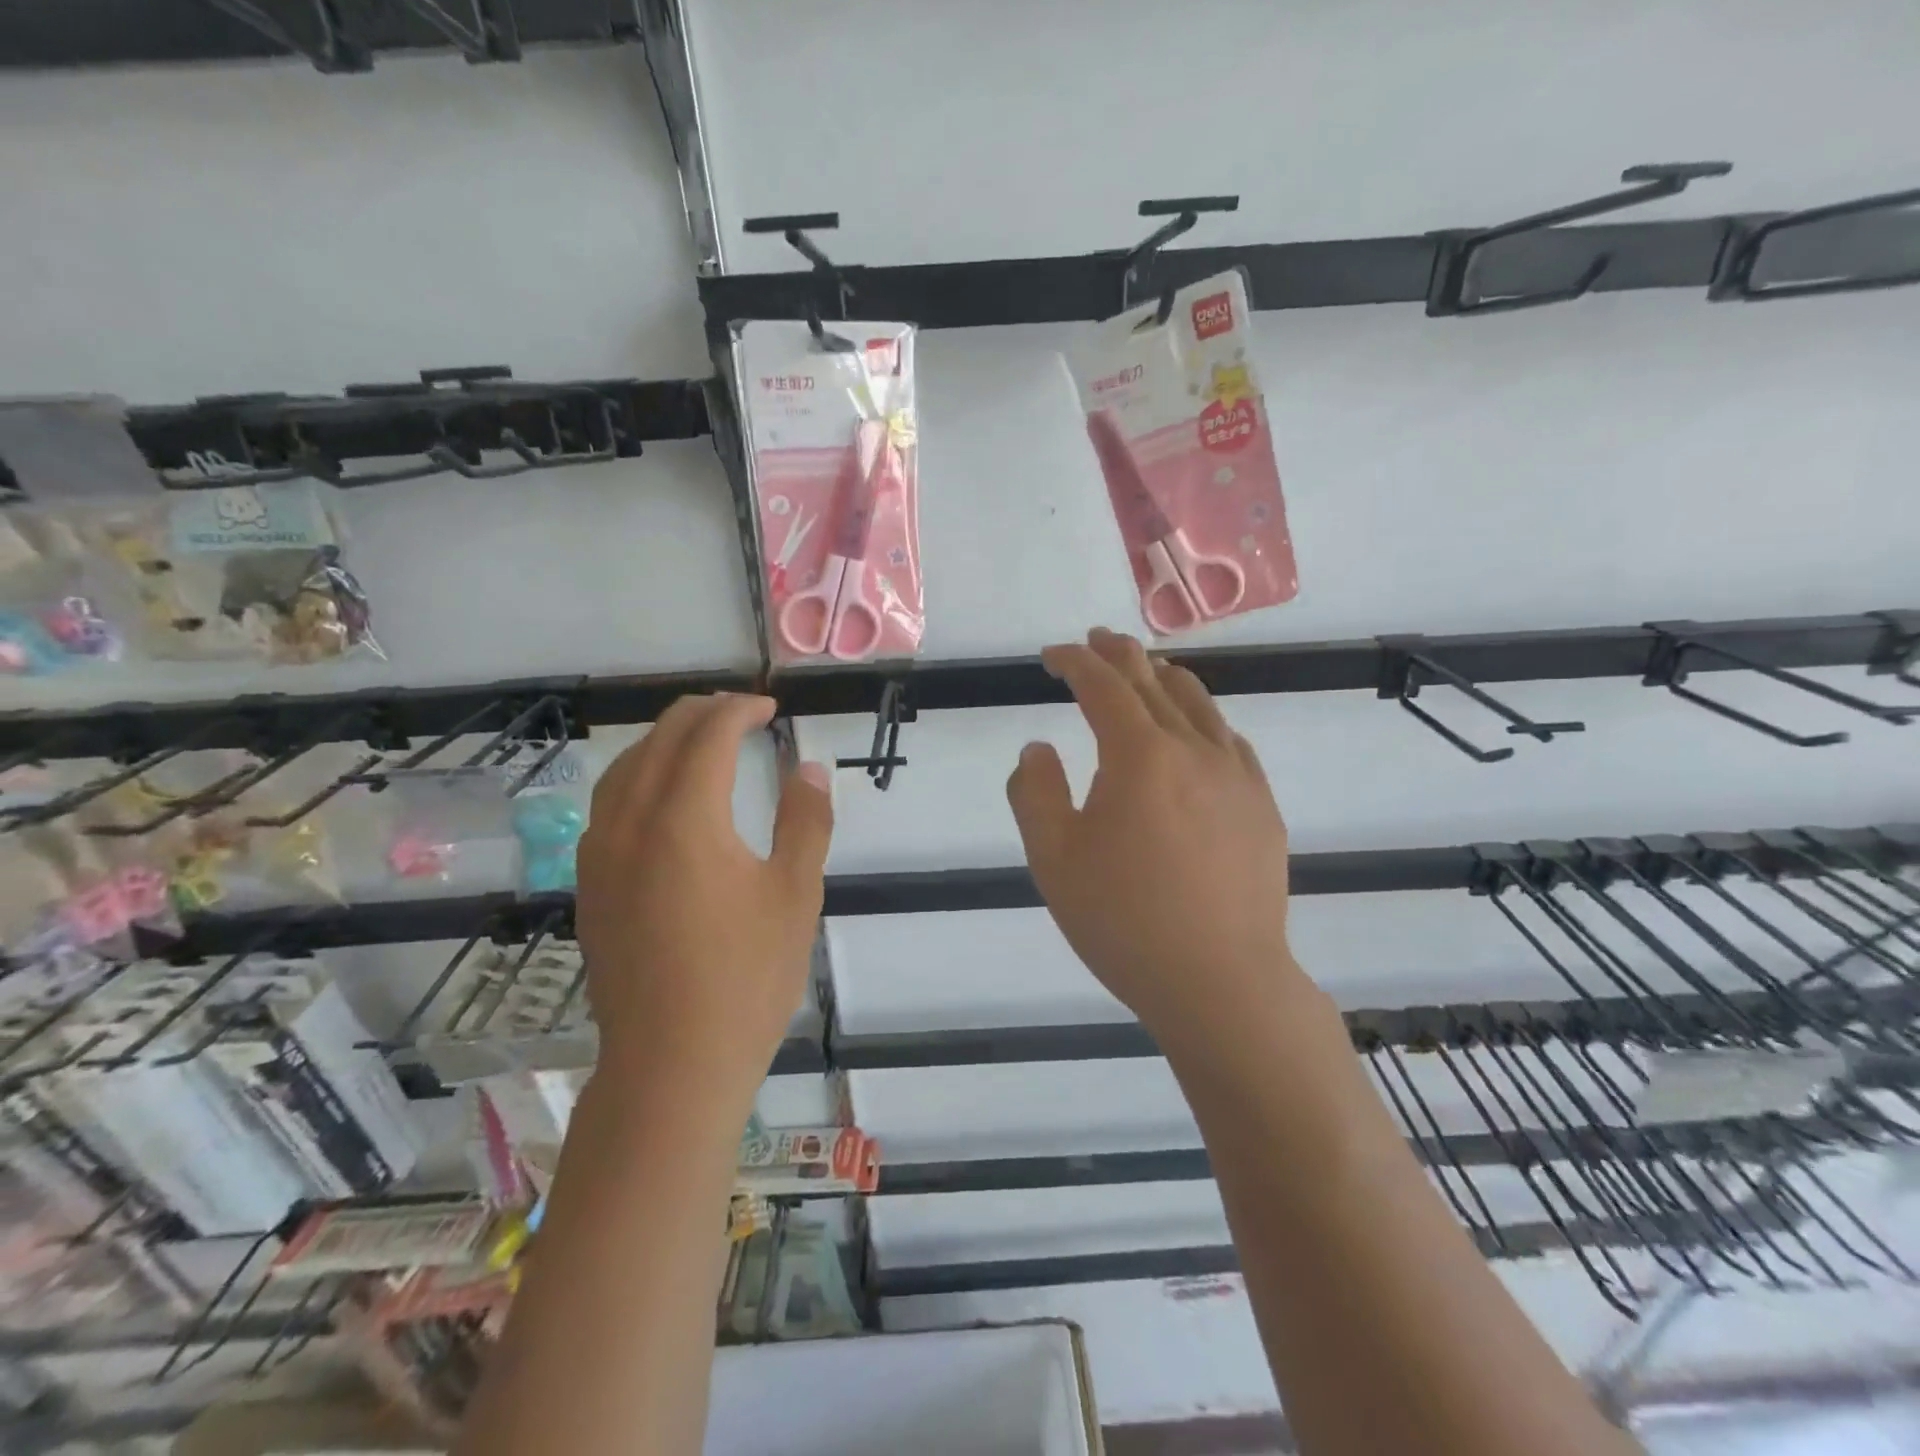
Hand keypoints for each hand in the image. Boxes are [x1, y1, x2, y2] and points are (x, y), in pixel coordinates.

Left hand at [575, 694, 831, 1104]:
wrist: (672, 1064)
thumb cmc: (746, 977)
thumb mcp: (795, 894)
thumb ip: (805, 822)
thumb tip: (809, 770)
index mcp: (684, 820)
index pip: (708, 736)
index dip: (740, 710)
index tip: (769, 709)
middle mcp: (630, 824)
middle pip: (659, 740)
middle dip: (702, 714)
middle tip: (742, 714)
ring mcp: (600, 855)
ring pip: (625, 768)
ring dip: (665, 741)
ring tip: (702, 742)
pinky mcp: (590, 885)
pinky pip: (609, 804)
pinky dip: (640, 776)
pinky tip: (664, 797)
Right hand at [1007, 628, 1305, 1056]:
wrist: (1220, 982)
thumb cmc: (1124, 921)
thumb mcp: (1052, 859)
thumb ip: (1034, 792)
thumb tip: (1039, 748)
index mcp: (1139, 755)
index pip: (1103, 685)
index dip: (1075, 661)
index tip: (1053, 654)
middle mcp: (1193, 749)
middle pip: (1153, 681)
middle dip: (1119, 655)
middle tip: (1096, 641)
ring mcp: (1236, 775)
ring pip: (1199, 703)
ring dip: (1164, 678)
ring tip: (1145, 671)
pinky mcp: (1261, 805)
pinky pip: (1229, 740)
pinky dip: (1202, 720)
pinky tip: (1195, 733)